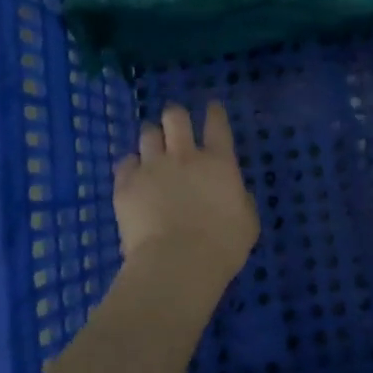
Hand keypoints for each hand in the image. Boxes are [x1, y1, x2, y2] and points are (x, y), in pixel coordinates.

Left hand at [113, 102, 257, 288]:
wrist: (177, 264)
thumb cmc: (222, 246)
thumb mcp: (247, 222)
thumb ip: (241, 200)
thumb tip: (236, 193)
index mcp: (219, 162)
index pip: (217, 124)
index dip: (214, 112)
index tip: (212, 107)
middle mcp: (184, 156)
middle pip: (176, 118)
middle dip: (175, 115)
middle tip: (175, 121)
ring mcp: (152, 167)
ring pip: (148, 134)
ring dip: (152, 137)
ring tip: (152, 144)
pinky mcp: (126, 185)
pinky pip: (125, 163)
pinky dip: (130, 165)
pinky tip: (132, 173)